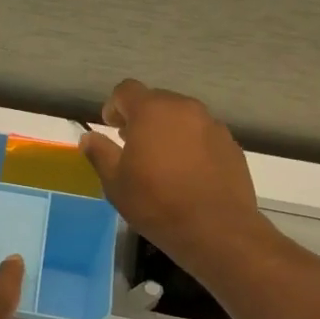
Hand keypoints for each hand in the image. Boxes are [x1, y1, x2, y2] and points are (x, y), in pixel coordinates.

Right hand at [80, 79, 272, 273]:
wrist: (215, 228)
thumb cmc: (156, 203)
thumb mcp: (115, 182)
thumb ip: (100, 153)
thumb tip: (88, 138)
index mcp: (151, 111)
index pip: (126, 90)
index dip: (114, 106)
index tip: (111, 128)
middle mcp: (184, 109)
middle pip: (157, 100)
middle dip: (141, 118)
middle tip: (133, 146)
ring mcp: (212, 125)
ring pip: (182, 117)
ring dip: (167, 131)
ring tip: (161, 162)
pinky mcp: (231, 144)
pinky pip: (202, 135)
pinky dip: (190, 145)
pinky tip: (187, 174)